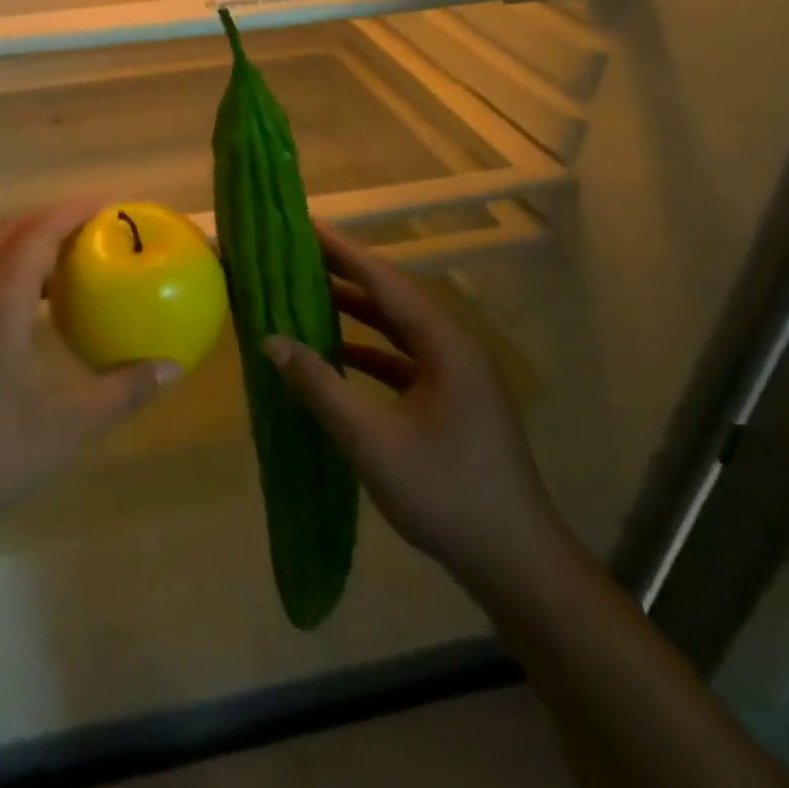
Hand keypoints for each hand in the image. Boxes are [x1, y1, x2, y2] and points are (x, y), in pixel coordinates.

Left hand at [0, 201, 180, 554]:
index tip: (105, 206)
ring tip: (63, 265)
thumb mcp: (67, 429)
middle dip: (47, 222)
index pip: (36, 235)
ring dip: (22, 249)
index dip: (70, 213)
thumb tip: (172, 367)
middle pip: (7, 236)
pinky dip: (3, 277)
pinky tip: (23, 316)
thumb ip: (123, 393)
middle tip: (89, 229)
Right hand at [263, 223, 565, 598]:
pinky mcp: (454, 400)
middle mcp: (455, 348)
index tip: (305, 225)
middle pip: (394, 297)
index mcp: (445, 344)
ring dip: (356, 311)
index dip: (343, 251)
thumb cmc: (445, 493)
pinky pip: (404, 357)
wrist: (517, 564)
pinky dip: (369, 348)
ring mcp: (458, 375)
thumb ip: (319, 384)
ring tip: (308, 292)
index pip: (385, 281)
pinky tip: (337, 353)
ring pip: (399, 327)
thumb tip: (271, 339)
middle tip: (298, 253)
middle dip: (346, 274)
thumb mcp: (371, 439)